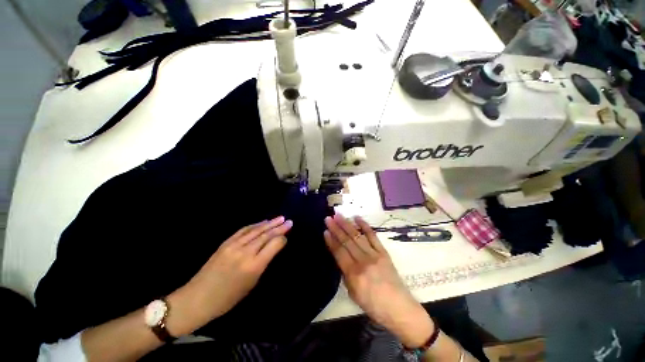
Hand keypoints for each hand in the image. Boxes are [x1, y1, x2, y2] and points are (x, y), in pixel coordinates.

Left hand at [167, 216, 292, 335]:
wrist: (197, 298)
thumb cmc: (228, 298)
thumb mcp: (251, 284)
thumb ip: (263, 264)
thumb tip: (272, 249)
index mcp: (254, 266)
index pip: (273, 245)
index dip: (282, 239)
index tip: (287, 236)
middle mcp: (245, 252)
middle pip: (266, 235)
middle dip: (279, 227)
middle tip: (290, 221)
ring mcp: (234, 246)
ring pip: (256, 230)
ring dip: (270, 223)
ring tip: (280, 218)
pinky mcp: (226, 243)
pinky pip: (244, 230)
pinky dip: (255, 225)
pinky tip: (263, 222)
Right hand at [324, 215, 433, 347]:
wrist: (399, 308)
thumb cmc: (373, 305)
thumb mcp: (353, 294)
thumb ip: (346, 274)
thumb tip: (341, 259)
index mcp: (353, 274)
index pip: (339, 252)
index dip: (331, 241)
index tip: (325, 230)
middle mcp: (363, 261)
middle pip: (347, 241)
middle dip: (336, 228)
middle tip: (328, 218)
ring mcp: (374, 255)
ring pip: (357, 236)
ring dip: (347, 224)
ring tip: (338, 215)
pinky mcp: (383, 252)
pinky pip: (373, 236)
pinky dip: (365, 226)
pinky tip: (357, 218)